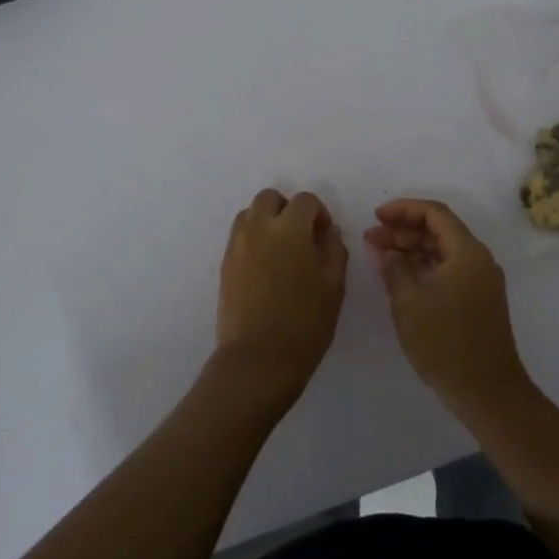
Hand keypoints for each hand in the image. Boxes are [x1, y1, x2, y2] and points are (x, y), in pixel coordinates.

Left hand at [213, 189, 348, 410]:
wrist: (258, 359)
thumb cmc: (305, 324)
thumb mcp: (334, 287)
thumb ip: (333, 250)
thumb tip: (328, 231)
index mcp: (289, 229)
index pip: (305, 200)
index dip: (319, 213)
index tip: (324, 236)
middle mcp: (258, 228)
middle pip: (270, 198)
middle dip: (287, 209)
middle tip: (301, 237)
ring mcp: (237, 245)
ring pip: (250, 214)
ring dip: (267, 221)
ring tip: (281, 251)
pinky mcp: (225, 264)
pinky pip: (239, 237)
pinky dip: (253, 239)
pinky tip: (266, 269)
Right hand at [364, 199, 531, 413]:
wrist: (486, 391)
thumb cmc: (445, 342)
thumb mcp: (408, 302)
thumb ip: (394, 268)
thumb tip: (389, 253)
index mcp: (467, 252)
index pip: (435, 213)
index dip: (403, 209)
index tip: (376, 216)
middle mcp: (478, 260)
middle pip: (439, 230)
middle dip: (403, 230)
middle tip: (371, 237)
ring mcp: (480, 281)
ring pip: (442, 251)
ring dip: (411, 249)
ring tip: (379, 254)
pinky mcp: (477, 300)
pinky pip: (447, 270)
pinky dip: (423, 267)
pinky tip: (399, 274)